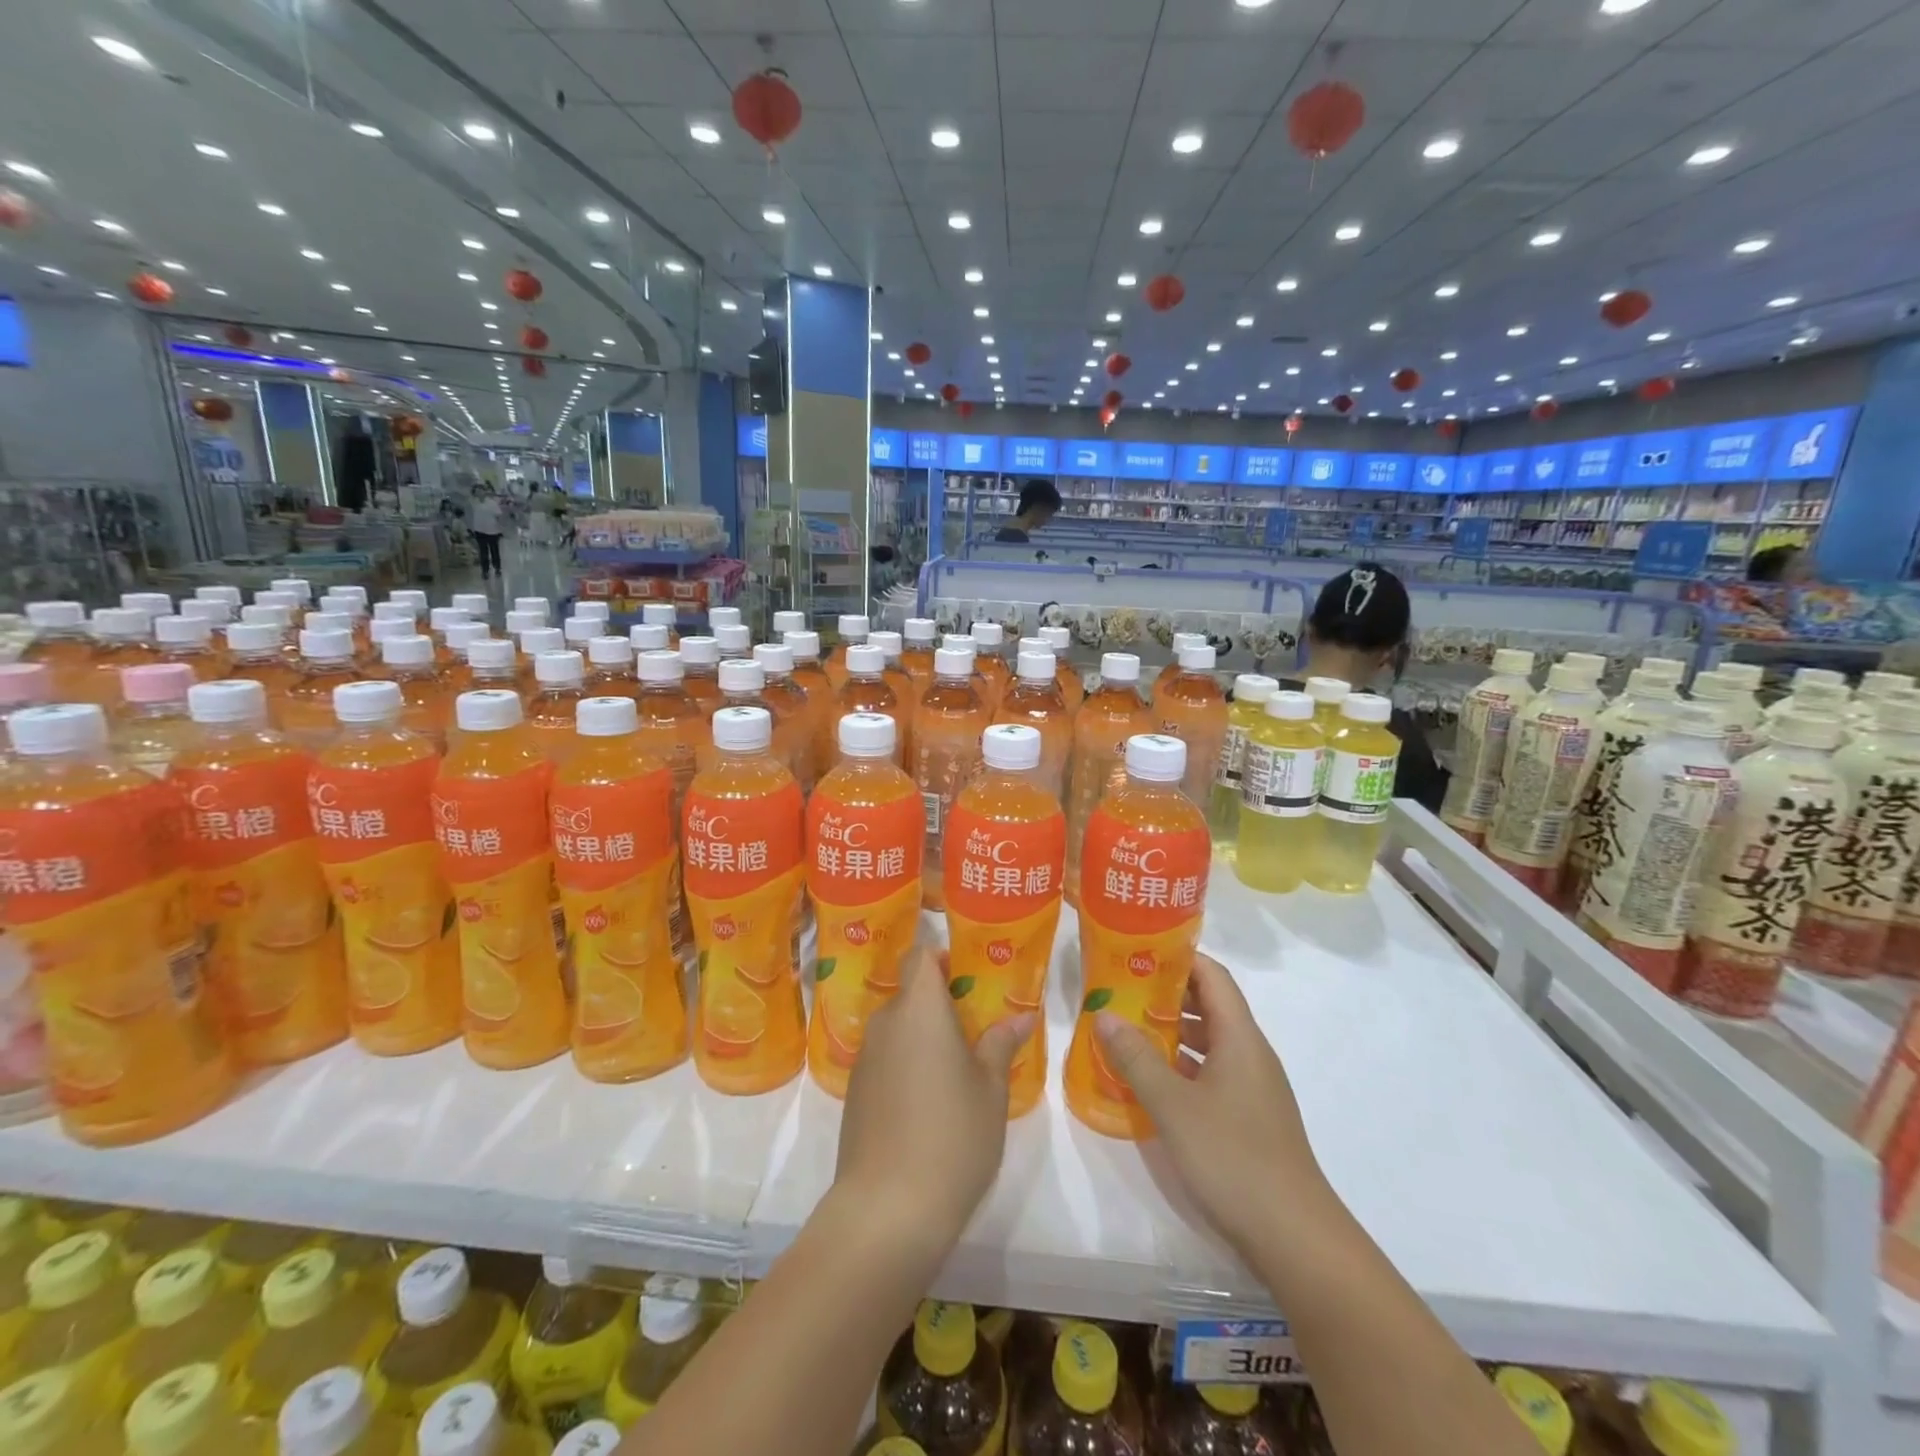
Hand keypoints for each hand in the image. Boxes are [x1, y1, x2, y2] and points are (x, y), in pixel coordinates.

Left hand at [834, 945, 1035, 1249]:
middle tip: (976, 1024)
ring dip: (923, 1035)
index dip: (941, 956)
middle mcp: (886, 1023)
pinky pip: (886, 1058)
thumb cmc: (952, 1136)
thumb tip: (1022, 1015)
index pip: (920, 956)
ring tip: (959, 1065)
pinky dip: (906, 1063)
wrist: (887, 1209)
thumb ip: (1002, 1044)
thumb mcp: (991, 1089)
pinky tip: (930, 1100)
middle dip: (940, 1002)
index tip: (968, 974)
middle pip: (910, 992)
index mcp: (920, 1009)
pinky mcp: (855, 1092)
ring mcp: (866, 1058)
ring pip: (898, 1027)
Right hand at [1095, 953, 1332, 1257]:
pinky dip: (1181, 1066)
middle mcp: (1250, 1053)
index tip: (1138, 951)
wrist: (1295, 1238)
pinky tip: (1150, 1080)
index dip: (1179, 957)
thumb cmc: (1233, 1158)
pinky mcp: (1249, 1117)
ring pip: (1209, 1041)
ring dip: (1171, 1031)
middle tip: (1121, 989)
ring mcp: (1252, 1087)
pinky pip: (1211, 1073)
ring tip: (1127, 1029)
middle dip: (1166, 994)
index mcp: (1240, 1037)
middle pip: (1210, 1005)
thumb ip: (1137, 1058)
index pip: (1212, 976)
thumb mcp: (1173, 1105)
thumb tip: (1104, 1014)